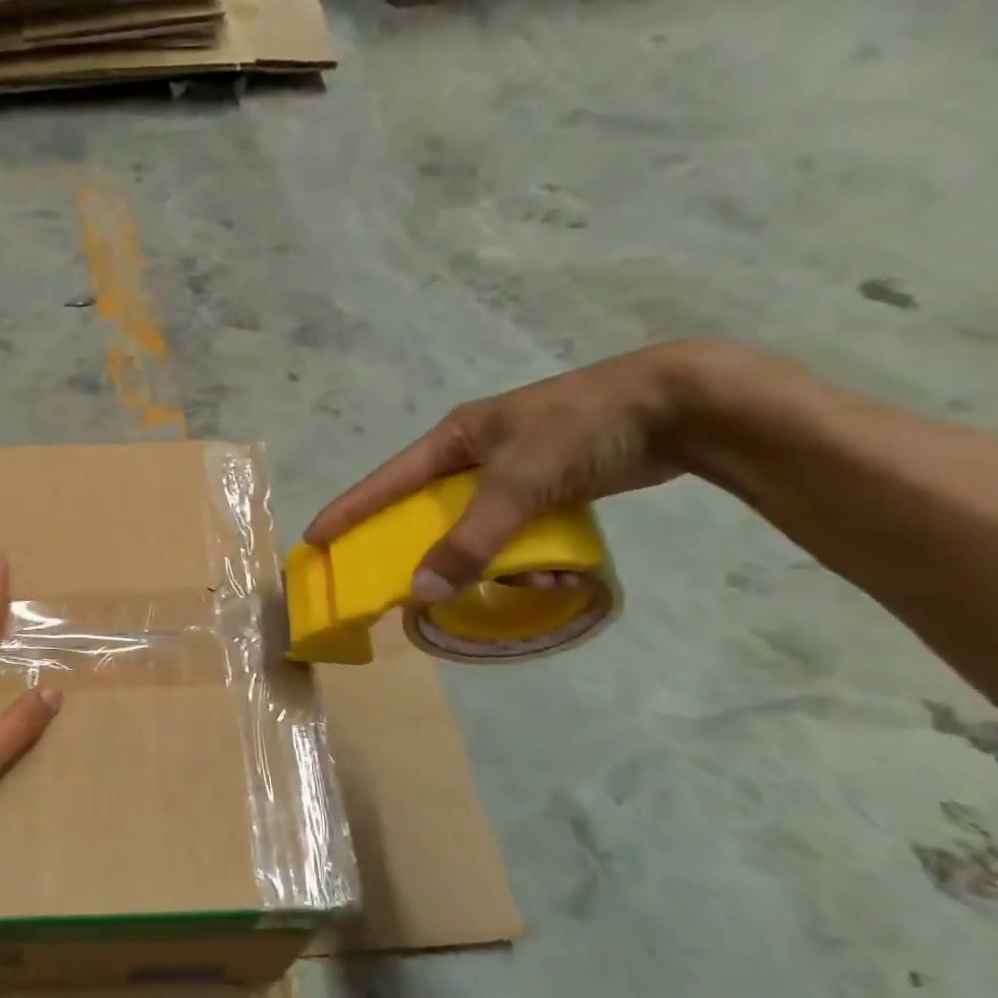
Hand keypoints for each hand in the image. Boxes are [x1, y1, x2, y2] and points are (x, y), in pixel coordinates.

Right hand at [305, 342, 721, 600]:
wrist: (682, 405)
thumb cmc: (582, 430)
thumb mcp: (518, 485)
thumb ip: (469, 540)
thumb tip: (421, 592)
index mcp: (456, 436)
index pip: (386, 480)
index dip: (349, 511)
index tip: (315, 541)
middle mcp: (477, 452)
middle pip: (428, 509)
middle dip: (425, 547)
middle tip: (404, 582)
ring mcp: (514, 468)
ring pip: (478, 526)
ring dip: (492, 560)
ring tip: (525, 582)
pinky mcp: (550, 483)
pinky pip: (517, 529)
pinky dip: (527, 555)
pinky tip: (554, 573)